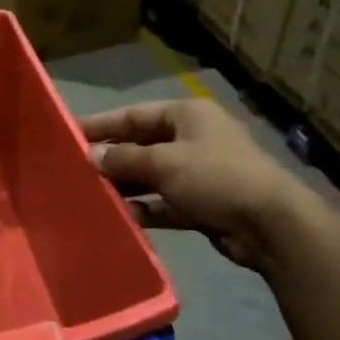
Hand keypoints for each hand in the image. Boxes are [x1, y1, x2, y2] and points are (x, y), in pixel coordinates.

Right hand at [80, 100, 313, 271]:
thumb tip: (91, 155)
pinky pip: (162, 202)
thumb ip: (124, 158)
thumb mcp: (164, 163)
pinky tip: (117, 217)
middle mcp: (192, 138)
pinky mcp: (200, 203)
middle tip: (73, 169)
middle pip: (140, 145)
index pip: (134, 115)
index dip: (101, 125)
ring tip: (88, 194)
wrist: (270, 225)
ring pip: (150, 175)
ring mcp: (197, 172)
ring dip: (124, 185)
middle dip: (110, 158)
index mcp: (187, 115)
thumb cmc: (215, 177)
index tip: (69, 134)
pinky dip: (143, 208)